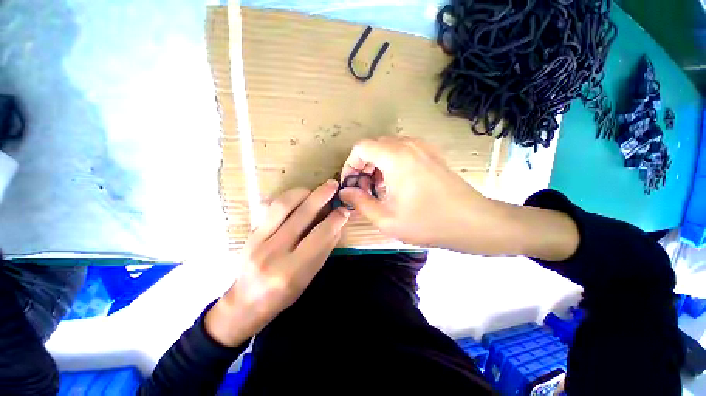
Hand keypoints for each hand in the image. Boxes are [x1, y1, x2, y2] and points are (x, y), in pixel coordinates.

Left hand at [206, 181, 349, 346]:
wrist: (245, 302)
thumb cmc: (283, 295)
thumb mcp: (309, 277)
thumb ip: (324, 249)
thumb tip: (337, 224)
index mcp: (292, 271)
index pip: (320, 235)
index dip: (335, 219)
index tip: (344, 210)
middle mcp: (274, 253)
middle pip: (302, 215)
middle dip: (321, 196)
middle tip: (333, 185)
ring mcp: (258, 240)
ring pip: (283, 205)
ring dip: (303, 192)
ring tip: (315, 189)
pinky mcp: (250, 233)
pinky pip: (270, 207)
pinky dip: (287, 197)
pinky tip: (298, 196)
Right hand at [339, 136, 489, 247]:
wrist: (472, 222)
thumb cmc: (427, 222)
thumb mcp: (386, 218)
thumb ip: (360, 202)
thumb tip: (344, 191)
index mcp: (395, 157)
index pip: (361, 148)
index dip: (350, 164)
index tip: (351, 184)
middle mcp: (408, 145)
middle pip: (374, 146)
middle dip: (363, 166)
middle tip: (364, 189)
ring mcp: (422, 147)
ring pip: (388, 147)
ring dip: (377, 164)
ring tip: (378, 188)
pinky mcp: (431, 154)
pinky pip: (403, 151)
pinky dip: (392, 163)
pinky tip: (396, 184)